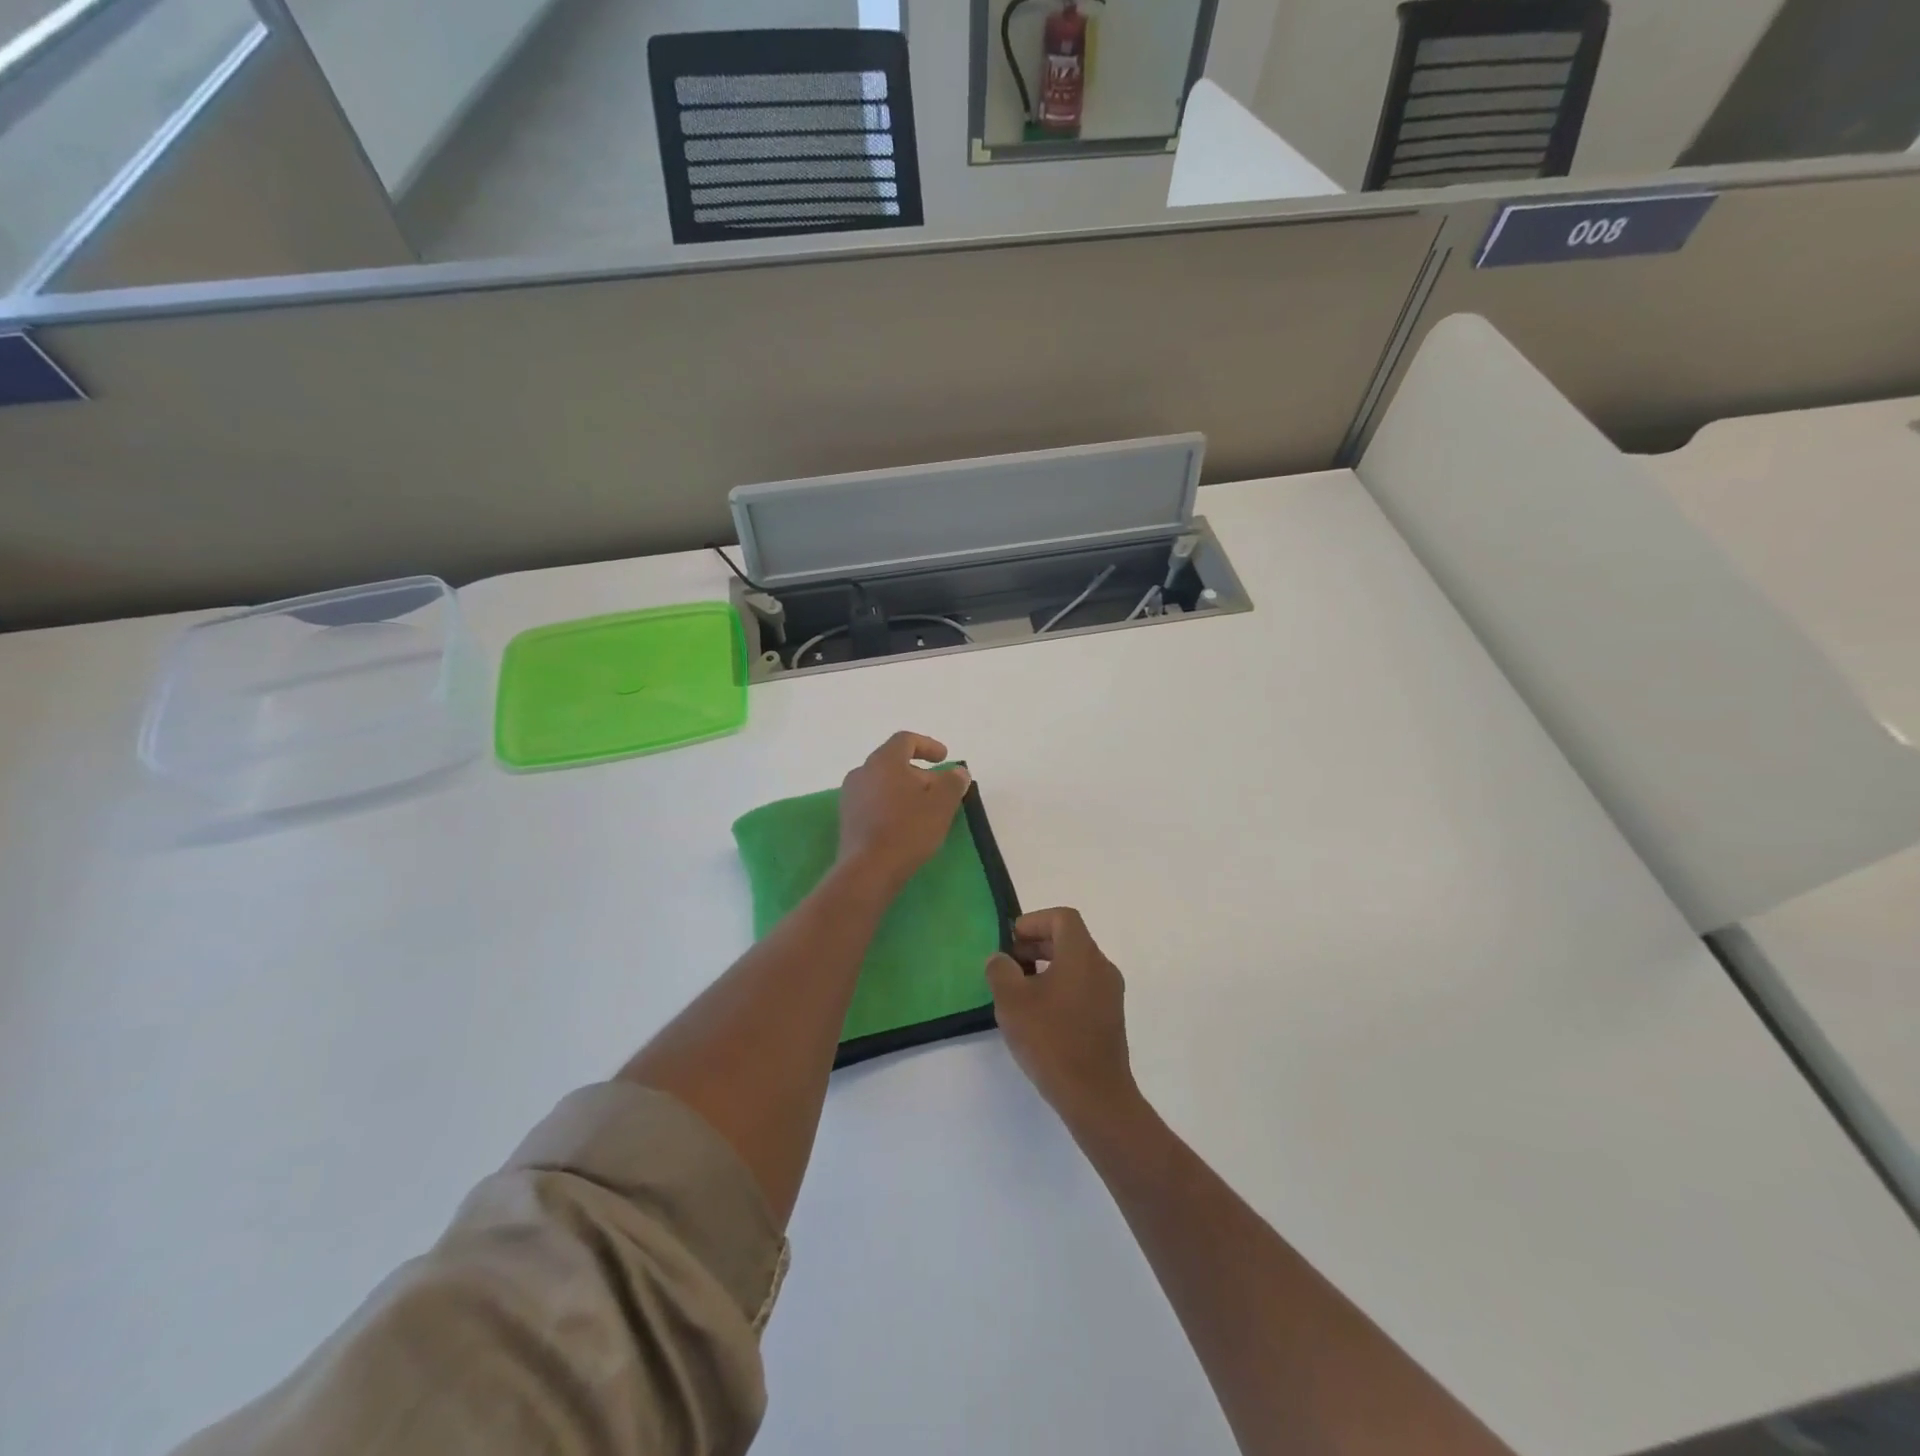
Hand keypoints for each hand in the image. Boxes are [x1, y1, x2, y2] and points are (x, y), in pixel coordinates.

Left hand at [836, 732, 971, 891]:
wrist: (868, 870)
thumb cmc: (907, 829)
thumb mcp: (941, 804)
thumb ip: (952, 782)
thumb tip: (958, 772)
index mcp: (883, 761)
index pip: (905, 740)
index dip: (928, 745)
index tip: (944, 758)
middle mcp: (862, 772)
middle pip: (894, 762)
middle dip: (919, 773)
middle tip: (940, 790)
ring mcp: (850, 796)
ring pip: (883, 783)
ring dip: (905, 790)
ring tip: (924, 809)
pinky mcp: (847, 819)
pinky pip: (873, 802)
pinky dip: (891, 805)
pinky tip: (905, 825)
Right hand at [986, 907, 1138, 1125]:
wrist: (1095, 1097)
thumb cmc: (1051, 1040)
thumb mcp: (1012, 1002)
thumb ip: (1000, 971)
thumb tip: (1001, 959)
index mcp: (1082, 955)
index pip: (1062, 917)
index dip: (1033, 921)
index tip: (1011, 942)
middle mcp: (1102, 967)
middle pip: (1069, 939)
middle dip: (1036, 945)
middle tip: (1009, 965)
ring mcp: (1110, 994)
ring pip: (1076, 965)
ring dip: (1046, 968)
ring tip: (1019, 992)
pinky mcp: (1110, 1018)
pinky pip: (1083, 988)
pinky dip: (1060, 988)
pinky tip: (1039, 1016)